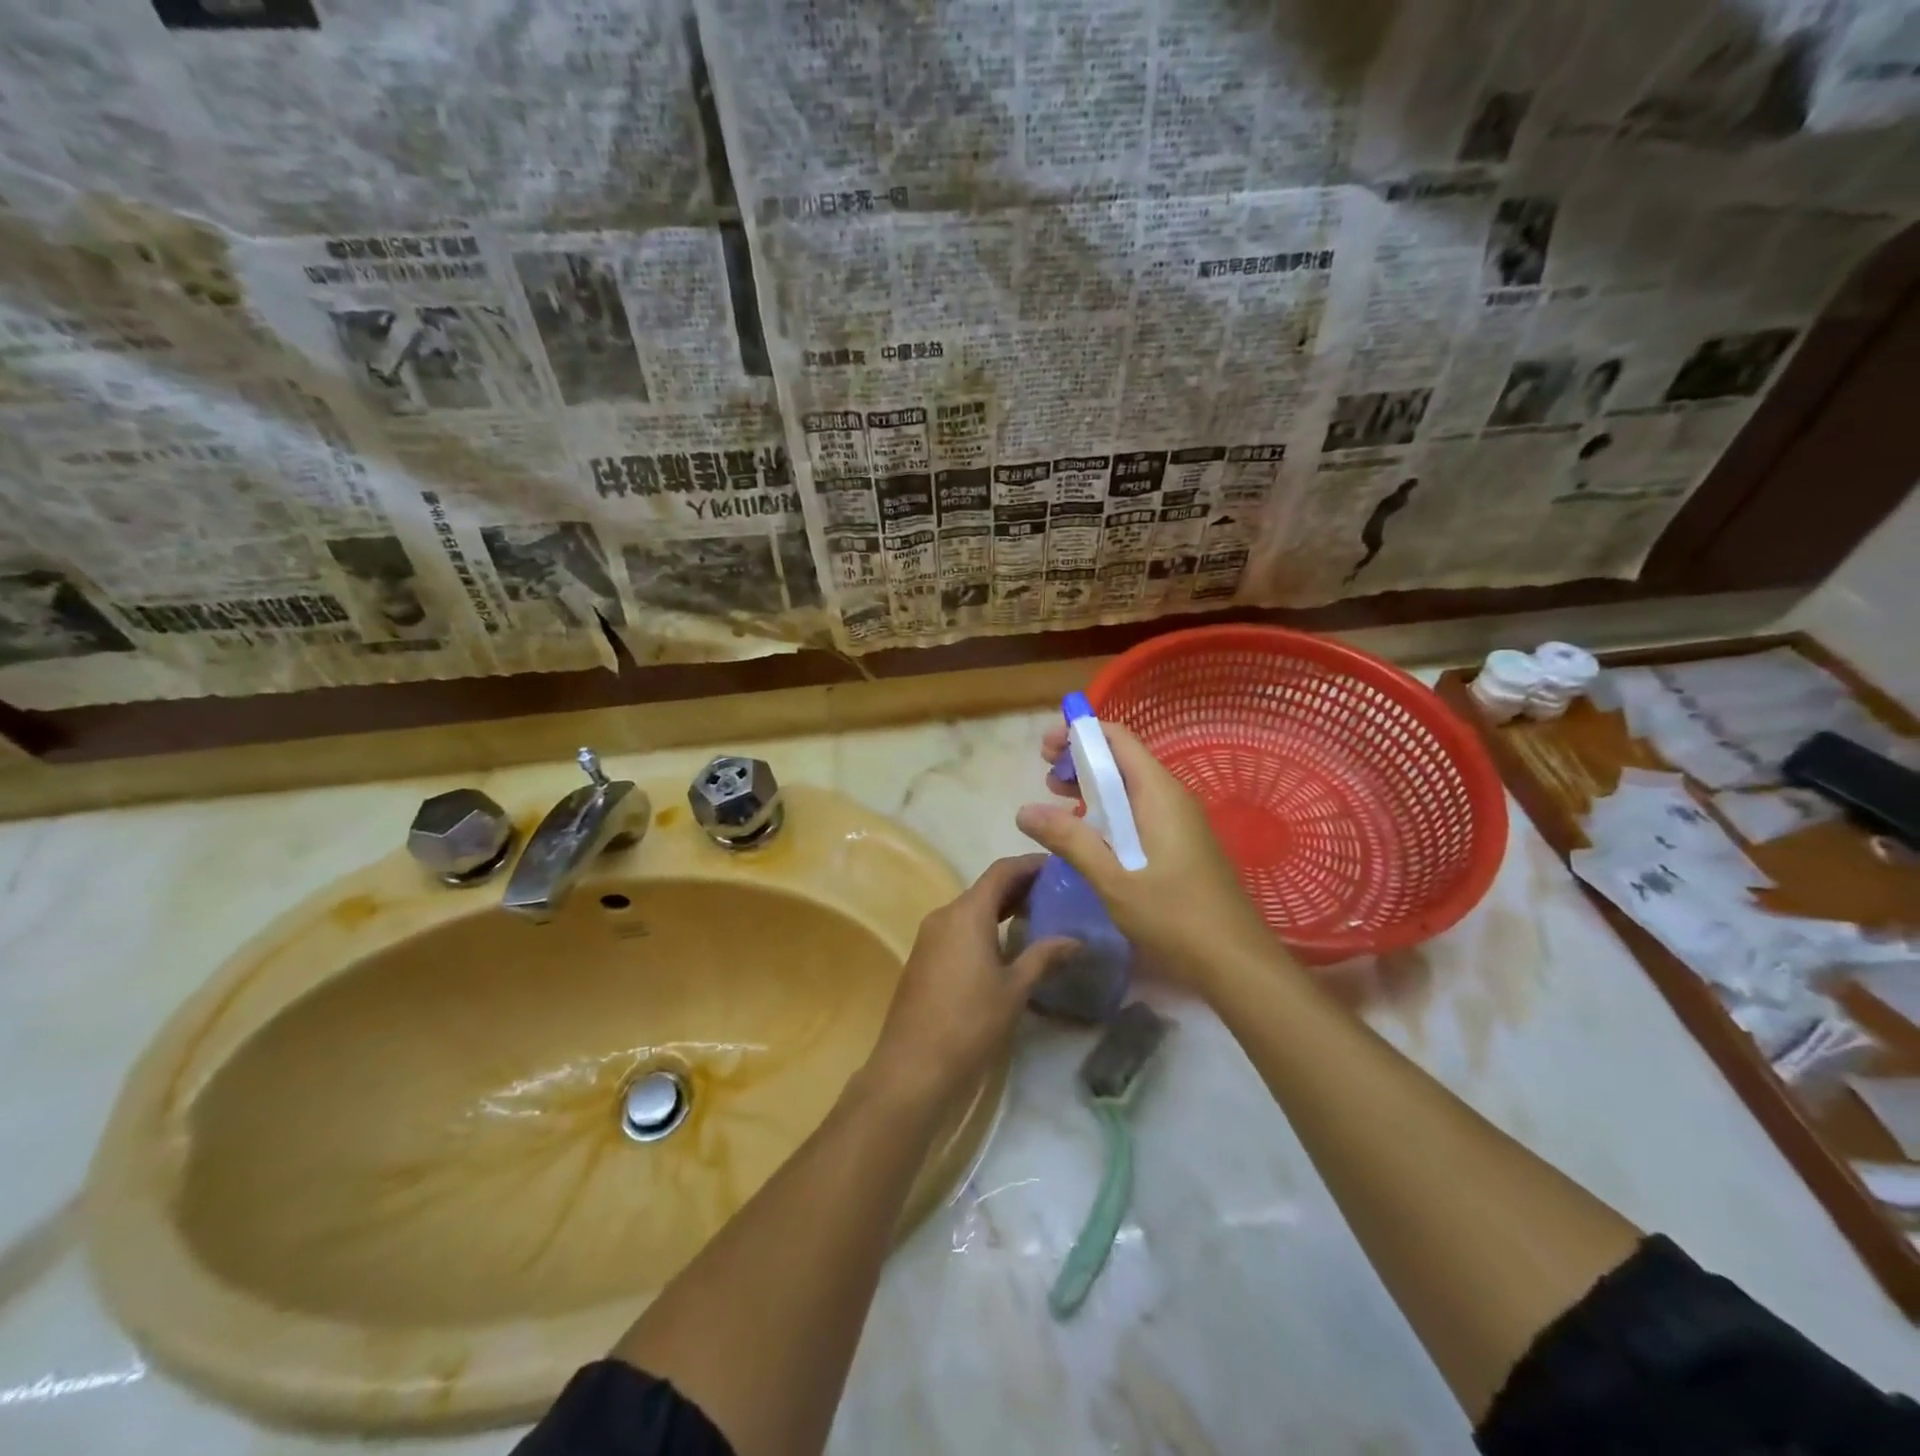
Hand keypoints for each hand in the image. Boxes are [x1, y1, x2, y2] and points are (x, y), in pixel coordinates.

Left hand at [860, 854, 1075, 1107]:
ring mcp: (929, 936)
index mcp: (967, 913)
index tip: (1059, 866)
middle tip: (1056, 892)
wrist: (912, 1067)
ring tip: (1038, 916)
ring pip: (971, 909)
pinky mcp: (923, 958)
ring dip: (1001, 908)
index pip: (1002, 871)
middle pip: (985, 888)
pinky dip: (984, 927)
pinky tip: (1006, 945)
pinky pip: (958, 929)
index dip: (1030, 864)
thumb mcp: (1014, 989)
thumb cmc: (969, 1022)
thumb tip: (1075, 939)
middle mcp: (944, 915)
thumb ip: (1044, 957)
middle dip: (1019, 887)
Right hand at [1015, 721, 1281, 997]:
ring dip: (1092, 787)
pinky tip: (1088, 835)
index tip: (1045, 748)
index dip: (1079, 734)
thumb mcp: (1113, 878)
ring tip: (1057, 801)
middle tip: (1045, 778)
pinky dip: (1108, 811)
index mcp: (1158, 793)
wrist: (1235, 961)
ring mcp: (1178, 820)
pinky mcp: (1179, 843)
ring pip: (1129, 787)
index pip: (1117, 739)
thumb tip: (1024, 810)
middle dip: (1080, 760)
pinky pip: (1138, 811)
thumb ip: (1069, 839)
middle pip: (1121, 759)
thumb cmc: (1174, 916)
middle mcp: (1171, 797)